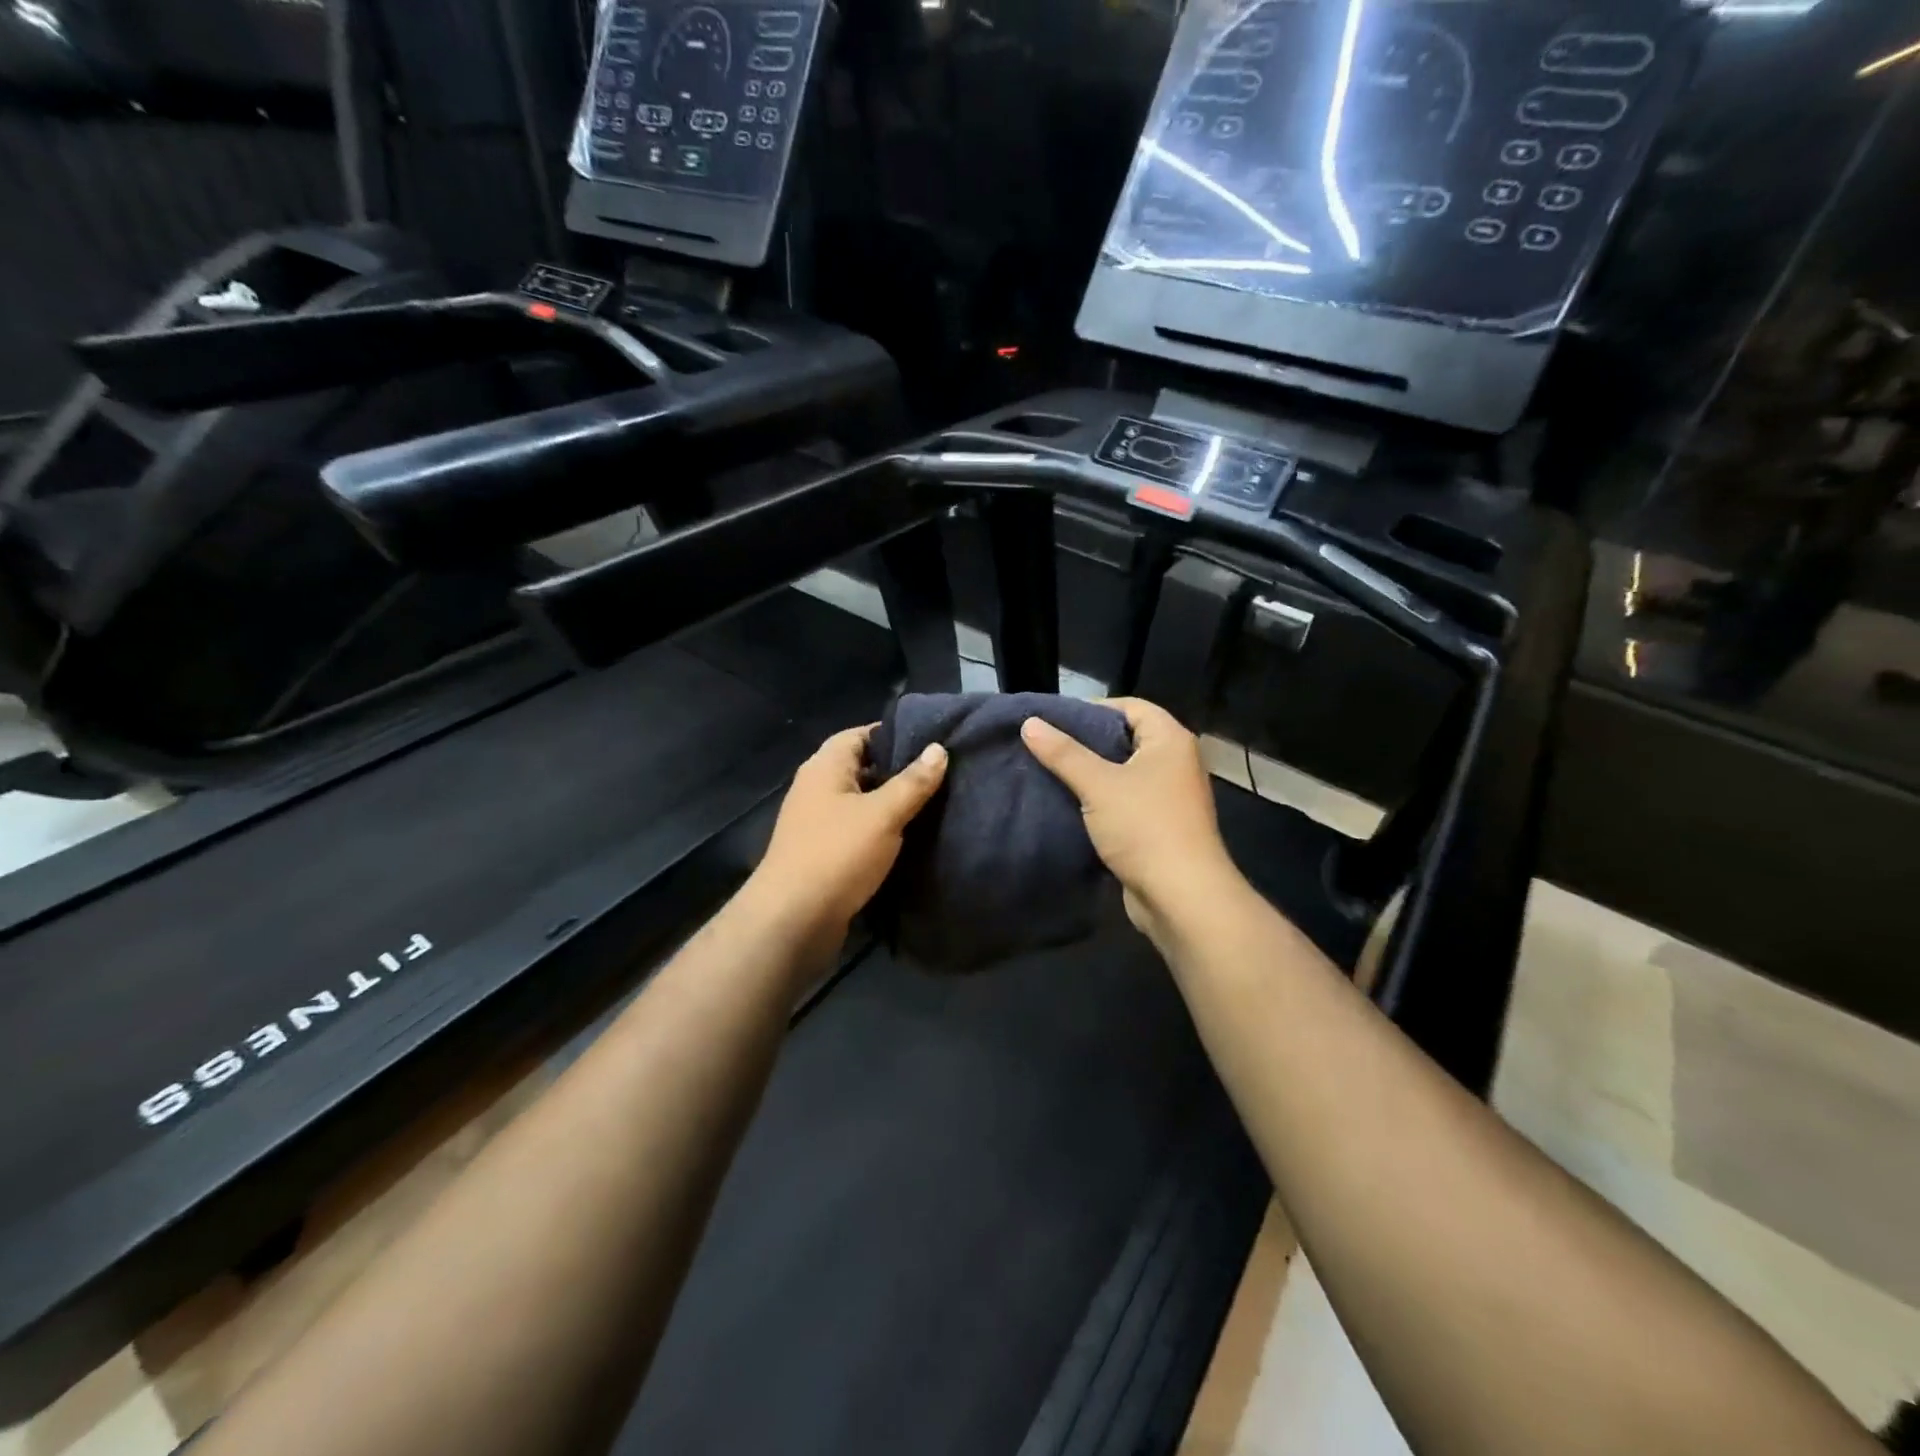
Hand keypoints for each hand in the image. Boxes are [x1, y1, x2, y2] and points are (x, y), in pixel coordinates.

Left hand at [742, 724, 947, 948]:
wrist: (793, 920)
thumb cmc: (837, 854)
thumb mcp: (883, 814)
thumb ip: (913, 782)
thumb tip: (939, 749)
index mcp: (825, 767)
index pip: (861, 734)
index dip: (895, 734)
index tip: (932, 742)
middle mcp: (817, 788)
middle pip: (862, 767)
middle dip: (898, 770)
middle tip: (941, 774)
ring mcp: (817, 822)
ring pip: (861, 801)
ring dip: (891, 804)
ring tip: (934, 804)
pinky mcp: (823, 852)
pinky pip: (857, 830)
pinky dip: (880, 830)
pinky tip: (910, 838)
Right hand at [1021, 698, 1242, 945]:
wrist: (1182, 897)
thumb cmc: (1144, 827)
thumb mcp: (1098, 785)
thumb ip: (1063, 753)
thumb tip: (1030, 722)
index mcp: (1170, 740)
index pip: (1131, 706)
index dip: (1093, 708)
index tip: (1055, 720)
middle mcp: (1175, 762)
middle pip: (1126, 738)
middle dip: (1086, 743)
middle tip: (1046, 746)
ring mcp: (1169, 797)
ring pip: (1123, 773)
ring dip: (1091, 775)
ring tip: (1050, 773)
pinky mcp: (1159, 826)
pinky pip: (1125, 802)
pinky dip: (1100, 801)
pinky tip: (1069, 805)